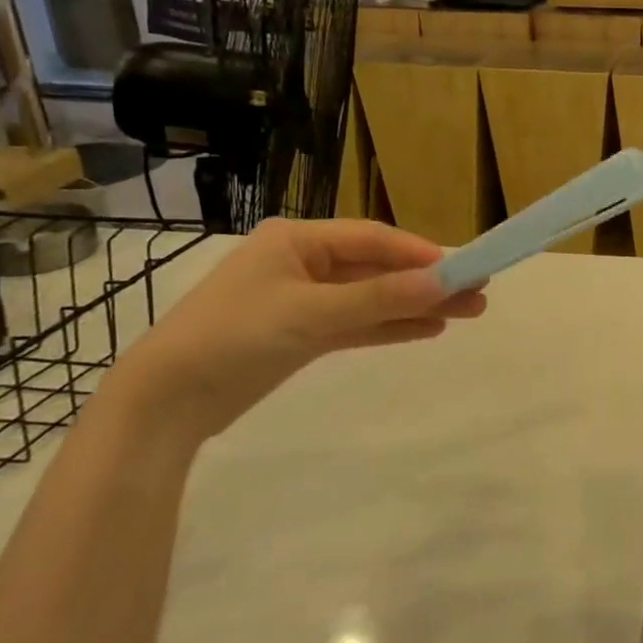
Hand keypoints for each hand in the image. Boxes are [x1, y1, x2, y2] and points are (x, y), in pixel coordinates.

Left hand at [102, 219, 485, 449]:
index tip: (463, 267)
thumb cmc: (234, 337)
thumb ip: (379, 299)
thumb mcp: (311, 314)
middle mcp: (303, 263)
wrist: (165, 402)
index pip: (372, 239)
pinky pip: (357, 324)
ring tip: (466, 314)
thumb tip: (445, 283)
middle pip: (377, 269)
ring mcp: (303, 300)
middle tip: (478, 294)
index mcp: (297, 241)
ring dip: (414, 306)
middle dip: (425, 282)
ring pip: (371, 299)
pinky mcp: (302, 335)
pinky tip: (427, 329)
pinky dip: (389, 326)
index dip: (419, 253)